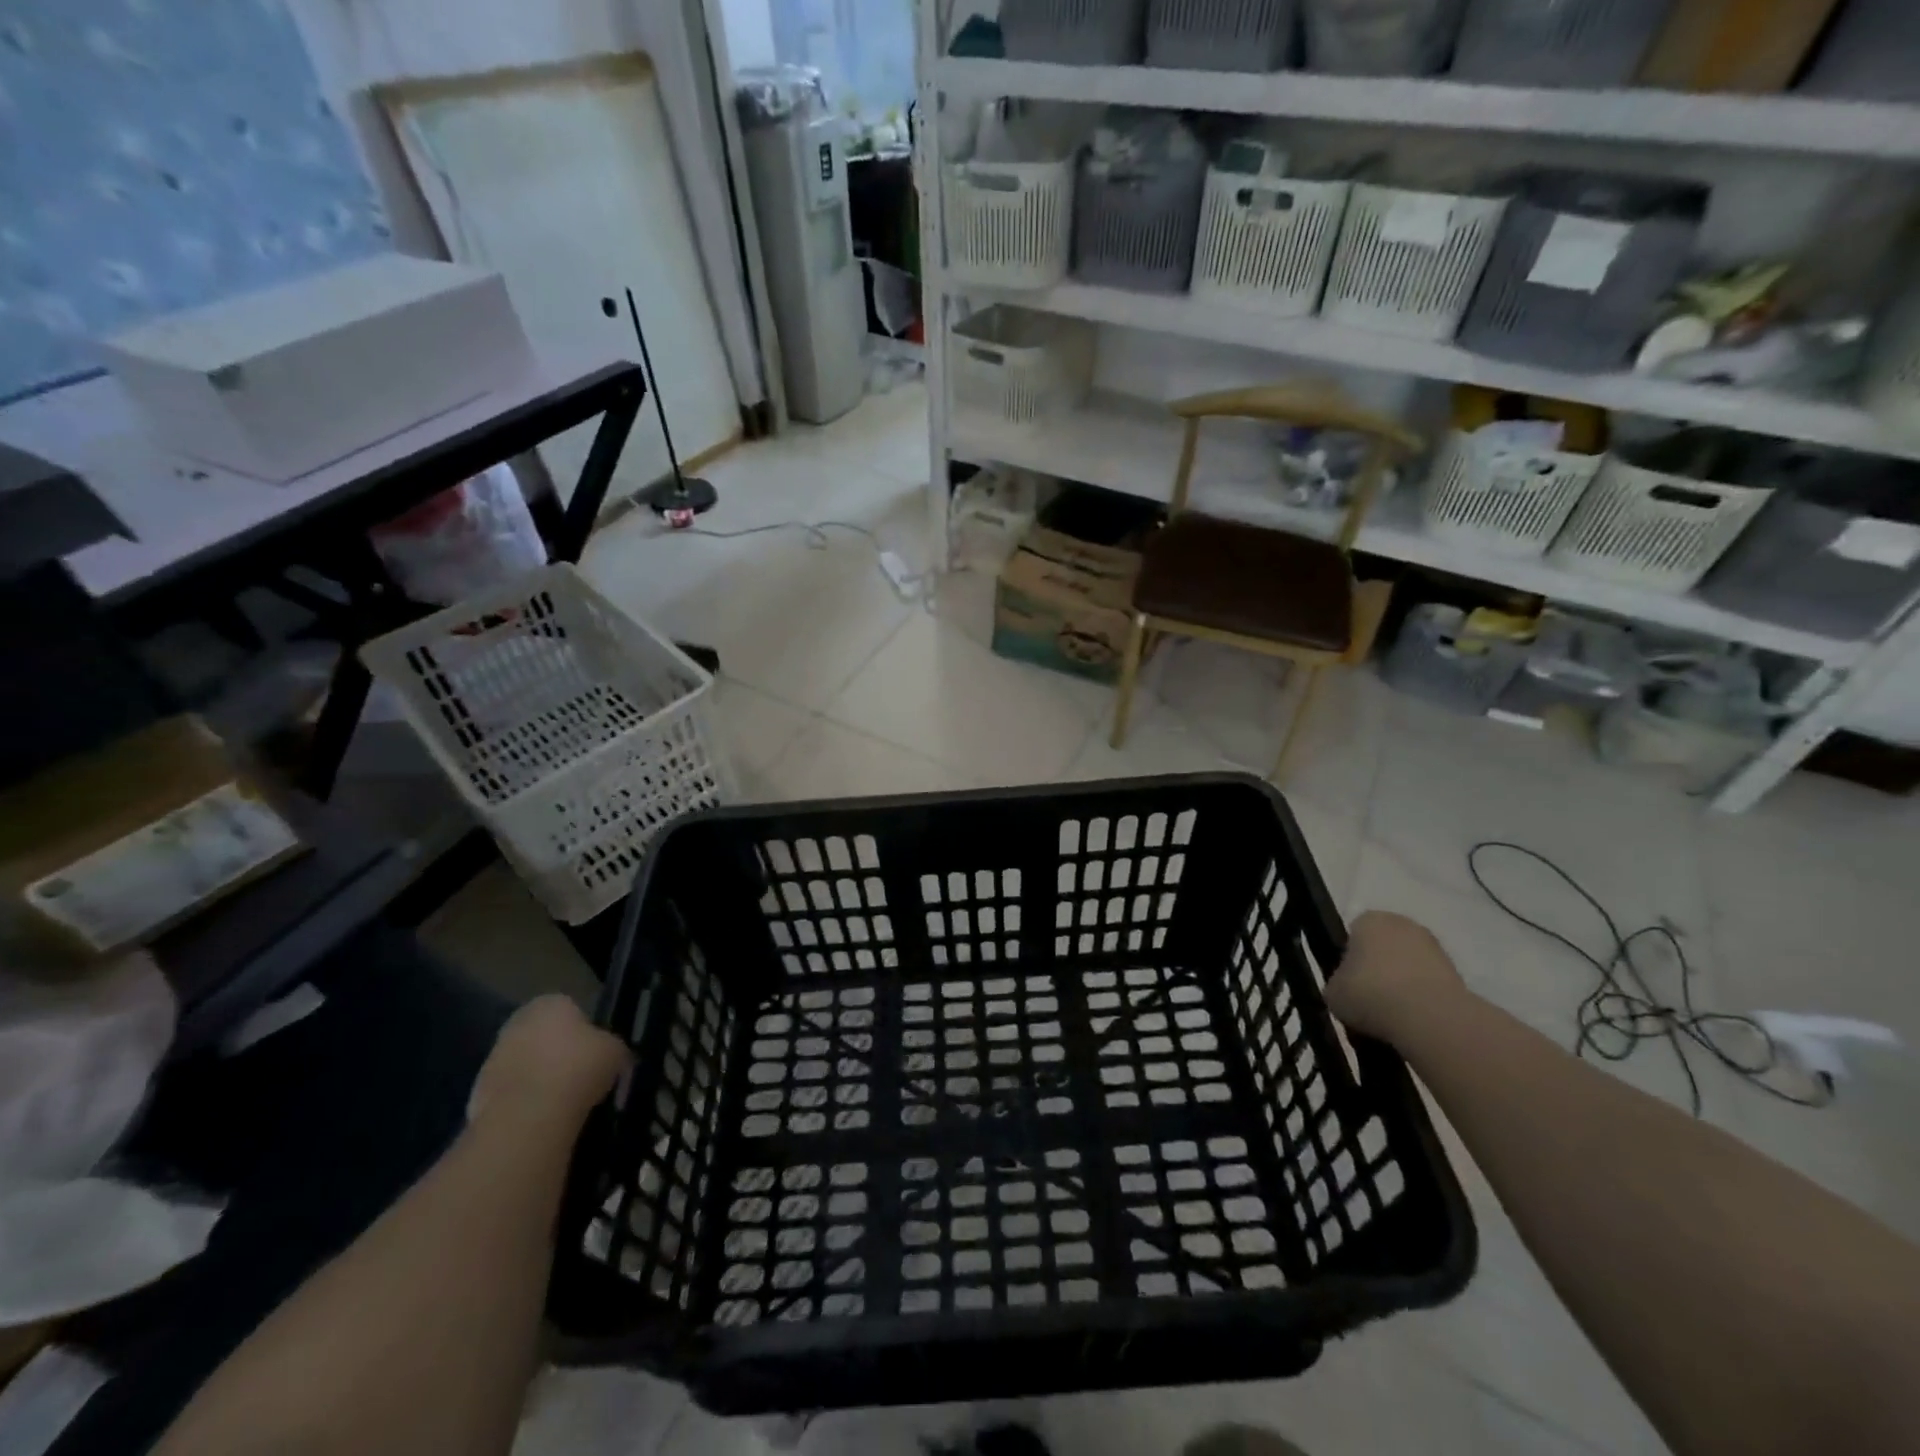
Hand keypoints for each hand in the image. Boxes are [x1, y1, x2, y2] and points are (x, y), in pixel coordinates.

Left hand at [468, 995, 628, 1133]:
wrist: (529, 1116)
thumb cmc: (579, 1067)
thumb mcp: (615, 1050)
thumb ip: (610, 1045)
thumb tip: (608, 1053)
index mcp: (550, 1002)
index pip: (571, 1009)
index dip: (586, 1032)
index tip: (595, 1054)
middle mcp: (517, 1022)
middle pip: (544, 1035)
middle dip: (559, 1053)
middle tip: (581, 1076)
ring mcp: (493, 1057)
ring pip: (526, 1064)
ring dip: (540, 1077)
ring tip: (564, 1101)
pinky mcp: (478, 1092)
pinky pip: (511, 1092)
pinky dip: (524, 1101)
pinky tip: (542, 1116)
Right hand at [1326, 911, 1466, 1045]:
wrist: (1429, 1018)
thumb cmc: (1369, 994)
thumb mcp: (1332, 992)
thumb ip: (1337, 983)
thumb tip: (1347, 989)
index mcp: (1368, 920)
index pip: (1353, 934)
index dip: (1349, 960)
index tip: (1348, 984)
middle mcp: (1403, 924)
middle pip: (1384, 947)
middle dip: (1378, 970)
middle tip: (1368, 1001)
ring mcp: (1435, 947)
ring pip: (1409, 967)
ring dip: (1402, 986)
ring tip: (1392, 1018)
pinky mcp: (1459, 974)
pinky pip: (1430, 985)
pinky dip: (1423, 1001)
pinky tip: (1414, 1023)